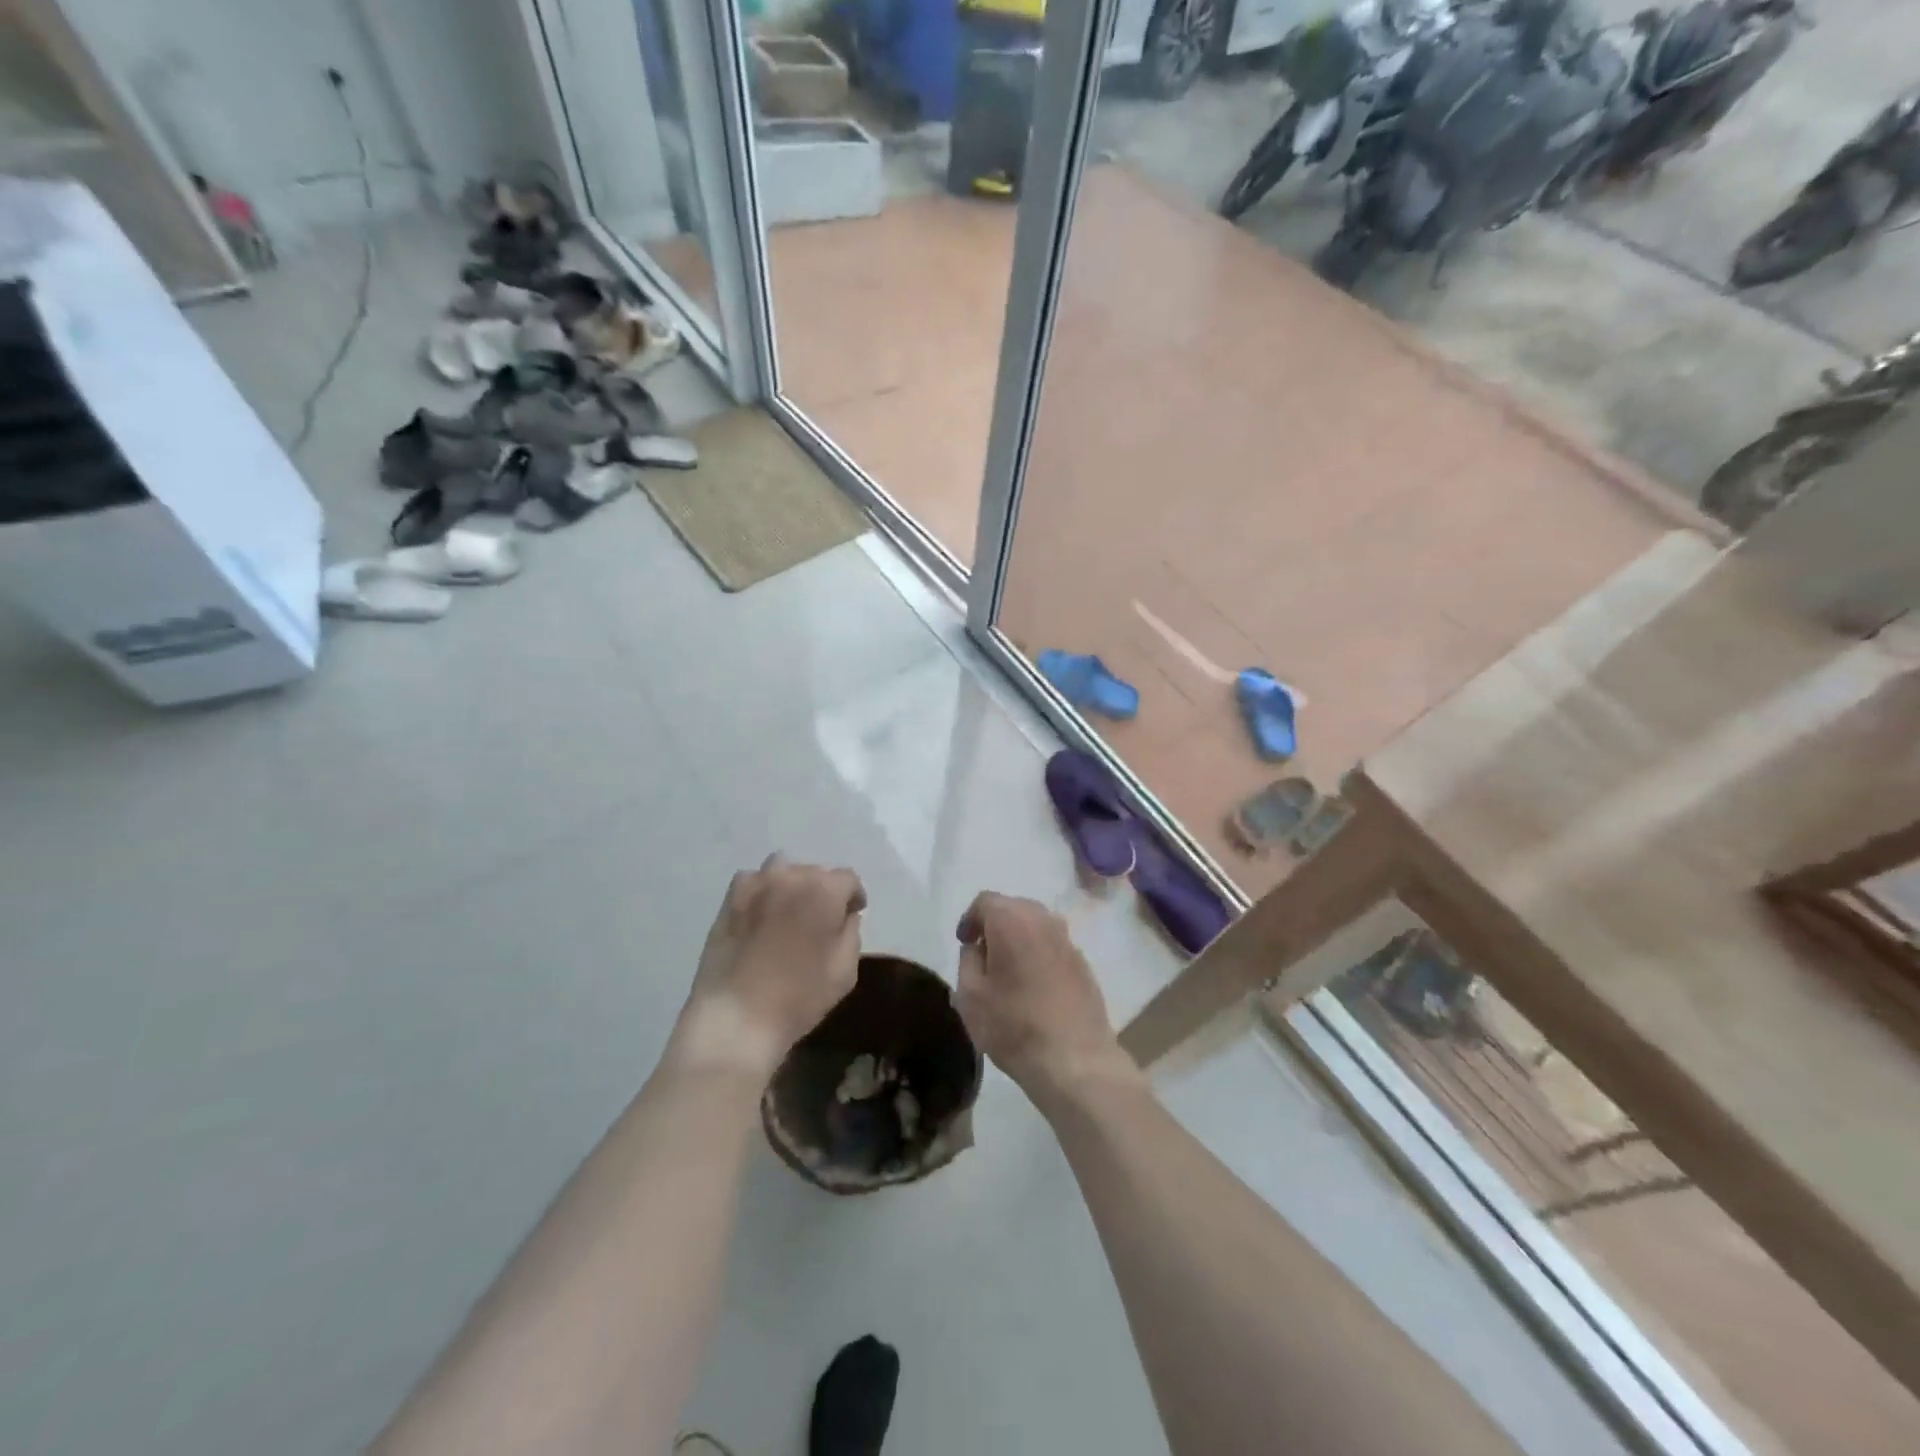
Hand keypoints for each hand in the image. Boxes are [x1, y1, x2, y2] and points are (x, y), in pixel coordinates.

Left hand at [670, 855, 866, 1079]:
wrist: (737, 1017)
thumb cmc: (799, 997)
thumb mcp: (845, 971)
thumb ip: (851, 932)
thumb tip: (844, 915)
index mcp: (824, 890)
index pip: (848, 879)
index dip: (853, 898)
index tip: (851, 916)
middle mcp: (791, 875)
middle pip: (816, 872)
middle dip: (823, 891)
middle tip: (819, 920)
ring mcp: (756, 884)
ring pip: (783, 870)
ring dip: (792, 885)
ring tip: (789, 912)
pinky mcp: (729, 899)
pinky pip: (753, 881)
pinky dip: (762, 891)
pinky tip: (761, 916)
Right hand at [954, 893, 1142, 1107]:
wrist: (1075, 1059)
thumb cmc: (1014, 1025)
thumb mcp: (970, 996)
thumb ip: (968, 960)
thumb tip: (977, 947)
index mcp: (1012, 920)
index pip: (985, 901)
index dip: (970, 919)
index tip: (964, 944)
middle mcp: (1044, 920)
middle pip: (1013, 908)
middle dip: (995, 925)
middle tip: (983, 955)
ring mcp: (1068, 941)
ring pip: (1036, 926)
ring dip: (1019, 939)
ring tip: (1008, 971)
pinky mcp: (1084, 963)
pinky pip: (1054, 947)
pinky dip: (1039, 955)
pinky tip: (1034, 987)